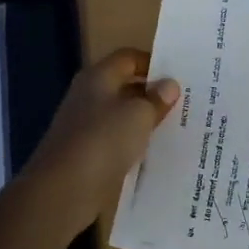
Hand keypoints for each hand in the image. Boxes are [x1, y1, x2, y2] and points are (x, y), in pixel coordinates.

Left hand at [24, 48, 179, 227]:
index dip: (153, 62)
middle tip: (186, 102)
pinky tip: (155, 154)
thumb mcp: (138, 116)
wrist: (62, 190)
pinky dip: (134, 145)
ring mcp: (85, 126)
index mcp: (98, 77)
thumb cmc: (102, 141)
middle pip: (125, 86)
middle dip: (152, 94)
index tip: (179, 76)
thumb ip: (156, 99)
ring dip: (145, 121)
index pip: (128, 58)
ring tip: (177, 128)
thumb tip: (169, 85)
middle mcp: (89, 97)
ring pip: (121, 116)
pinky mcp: (86, 154)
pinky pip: (116, 142)